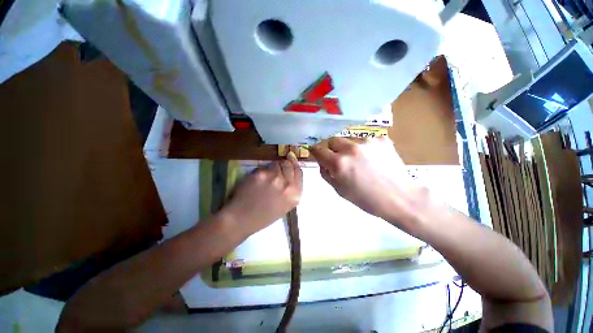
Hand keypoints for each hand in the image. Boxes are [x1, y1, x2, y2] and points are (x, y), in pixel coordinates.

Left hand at [220, 153, 302, 236]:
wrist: (242, 219)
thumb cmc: (264, 216)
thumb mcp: (285, 206)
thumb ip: (291, 190)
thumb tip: (290, 174)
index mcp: (295, 194)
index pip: (299, 172)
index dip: (294, 164)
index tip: (291, 158)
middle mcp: (287, 185)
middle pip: (288, 165)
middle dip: (284, 163)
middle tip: (278, 165)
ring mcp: (274, 178)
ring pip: (275, 163)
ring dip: (272, 167)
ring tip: (266, 176)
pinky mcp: (261, 174)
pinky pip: (263, 167)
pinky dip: (261, 170)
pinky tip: (257, 179)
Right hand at [309, 137, 422, 223]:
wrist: (399, 197)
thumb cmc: (365, 199)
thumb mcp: (339, 190)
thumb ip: (326, 173)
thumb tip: (321, 162)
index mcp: (339, 163)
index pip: (319, 150)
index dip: (315, 151)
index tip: (316, 152)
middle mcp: (351, 148)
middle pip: (333, 140)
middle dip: (332, 148)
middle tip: (339, 158)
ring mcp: (367, 142)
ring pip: (350, 140)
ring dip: (349, 148)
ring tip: (360, 161)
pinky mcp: (381, 140)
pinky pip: (366, 141)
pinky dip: (365, 149)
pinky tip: (373, 159)